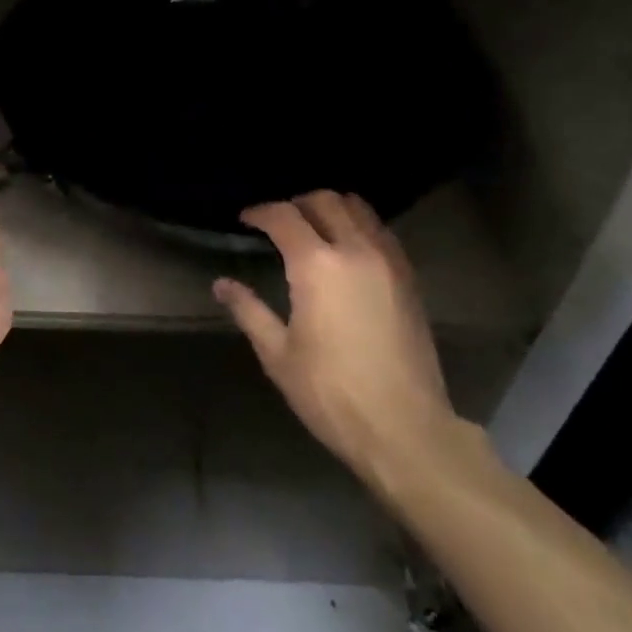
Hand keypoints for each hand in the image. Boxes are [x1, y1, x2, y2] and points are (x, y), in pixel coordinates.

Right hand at [215, 191, 460, 496]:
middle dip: (297, 204)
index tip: (246, 219)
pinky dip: (360, 226)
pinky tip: (348, 250)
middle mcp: (355, 250)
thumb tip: (222, 284)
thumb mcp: (279, 356)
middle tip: (279, 222)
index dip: (260, 212)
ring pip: (359, 209)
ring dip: (332, 209)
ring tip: (314, 228)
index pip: (284, 217)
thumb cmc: (332, 394)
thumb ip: (249, 311)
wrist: (405, 430)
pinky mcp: (409, 279)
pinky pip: (382, 232)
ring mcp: (388, 262)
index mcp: (317, 266)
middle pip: (325, 201)